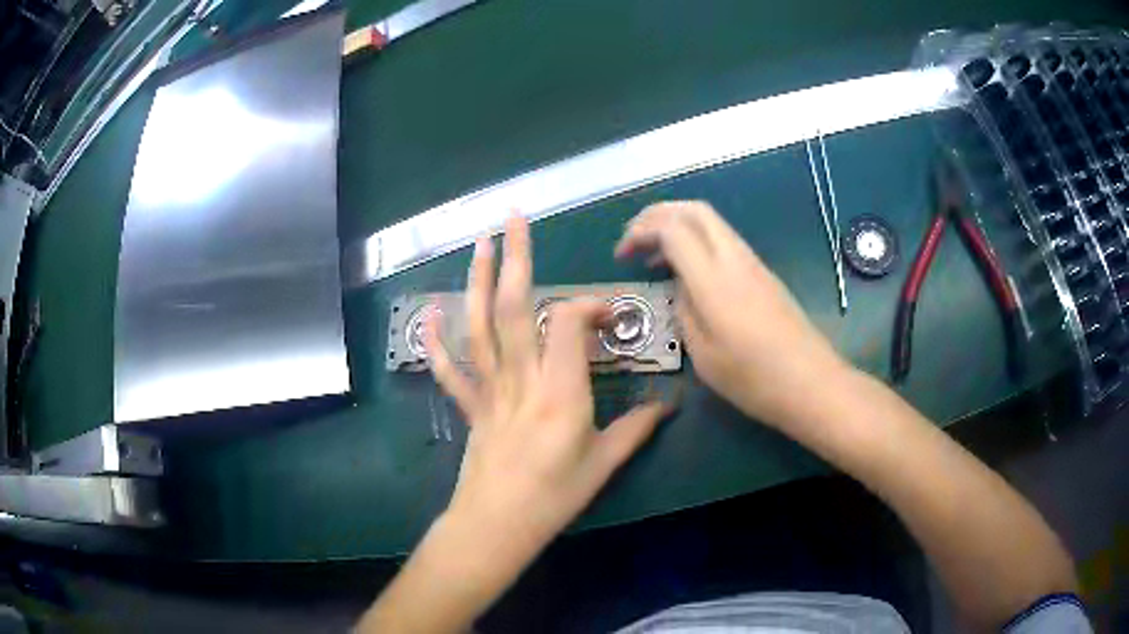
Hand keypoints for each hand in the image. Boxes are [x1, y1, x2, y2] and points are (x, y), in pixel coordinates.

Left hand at [426, 215, 671, 552]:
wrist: (498, 524)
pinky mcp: (471, 406)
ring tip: (478, 244)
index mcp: (559, 391)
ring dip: (476, 281)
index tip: (607, 314)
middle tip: (512, 219)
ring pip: (478, 327)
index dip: (586, 305)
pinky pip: (448, 369)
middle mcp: (520, 380)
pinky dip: (435, 340)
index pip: (566, 323)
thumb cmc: (555, 496)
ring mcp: (489, 390)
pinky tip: (428, 313)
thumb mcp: (605, 463)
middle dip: (513, 258)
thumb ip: (637, 428)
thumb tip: (669, 404)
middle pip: (512, 308)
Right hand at [615, 201, 846, 430]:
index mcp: (714, 279)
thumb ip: (684, 311)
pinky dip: (698, 242)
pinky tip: (689, 273)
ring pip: (711, 221)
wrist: (812, 383)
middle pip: (694, 209)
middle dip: (658, 215)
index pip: (672, 228)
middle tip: (635, 241)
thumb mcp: (704, 355)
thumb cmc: (755, 379)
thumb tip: (681, 288)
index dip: (641, 231)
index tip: (623, 257)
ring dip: (678, 226)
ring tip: (656, 258)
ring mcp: (753, 263)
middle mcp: (734, 258)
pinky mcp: (764, 274)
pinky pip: (724, 241)